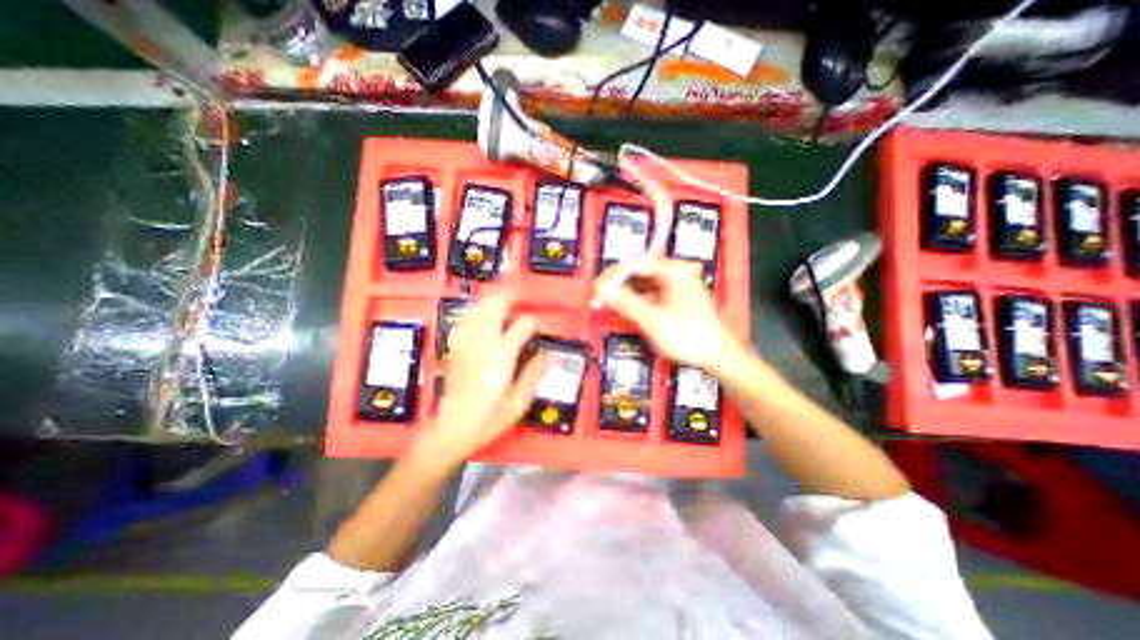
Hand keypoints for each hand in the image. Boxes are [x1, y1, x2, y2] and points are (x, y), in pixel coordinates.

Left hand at [415, 295, 546, 469]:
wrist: (452, 429)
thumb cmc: (489, 418)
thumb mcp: (520, 401)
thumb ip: (535, 373)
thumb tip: (551, 354)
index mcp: (502, 355)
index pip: (524, 324)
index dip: (538, 322)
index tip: (545, 330)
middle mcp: (482, 342)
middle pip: (496, 303)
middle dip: (512, 294)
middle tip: (525, 294)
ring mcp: (466, 342)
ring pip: (480, 306)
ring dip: (495, 298)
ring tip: (508, 299)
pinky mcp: (456, 346)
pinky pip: (467, 318)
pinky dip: (479, 310)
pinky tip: (485, 314)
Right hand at [592, 256, 745, 371]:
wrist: (718, 356)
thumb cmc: (690, 337)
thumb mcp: (653, 320)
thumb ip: (626, 303)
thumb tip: (602, 291)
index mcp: (673, 271)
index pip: (634, 264)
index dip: (612, 276)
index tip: (597, 289)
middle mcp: (676, 273)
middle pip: (638, 272)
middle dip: (617, 284)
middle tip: (599, 296)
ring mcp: (676, 286)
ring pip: (642, 283)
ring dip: (625, 293)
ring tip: (608, 303)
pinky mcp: (676, 298)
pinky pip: (650, 294)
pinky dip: (636, 301)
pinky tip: (624, 308)